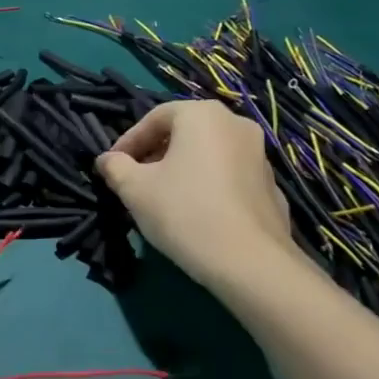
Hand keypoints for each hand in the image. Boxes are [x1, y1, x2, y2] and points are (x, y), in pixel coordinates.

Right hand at [96, 101, 300, 288]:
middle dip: (155, 154)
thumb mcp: (135, 189)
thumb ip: (115, 167)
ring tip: (163, 199)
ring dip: (182, 169)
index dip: (128, 142)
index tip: (112, 167)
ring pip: (208, 154)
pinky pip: (228, 177)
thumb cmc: (184, 212)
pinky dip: (207, 186)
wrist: (250, 263)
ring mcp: (260, 155)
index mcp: (202, 115)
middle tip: (135, 181)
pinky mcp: (271, 187)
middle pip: (184, 133)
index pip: (154, 118)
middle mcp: (236, 124)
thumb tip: (107, 160)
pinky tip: (196, 214)